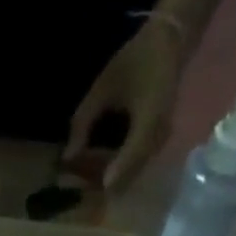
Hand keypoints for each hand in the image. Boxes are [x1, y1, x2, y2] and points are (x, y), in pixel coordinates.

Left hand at [63, 19, 187, 191]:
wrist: (168, 46)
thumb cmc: (134, 61)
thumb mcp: (102, 88)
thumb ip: (83, 122)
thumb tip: (68, 157)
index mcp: (151, 115)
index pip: (135, 150)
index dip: (118, 169)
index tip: (102, 186)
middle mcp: (160, 133)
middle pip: (135, 169)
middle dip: (109, 182)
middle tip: (79, 189)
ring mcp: (161, 140)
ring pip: (135, 170)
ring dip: (112, 179)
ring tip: (84, 184)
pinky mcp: (157, 142)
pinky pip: (137, 163)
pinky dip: (118, 170)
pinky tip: (98, 172)